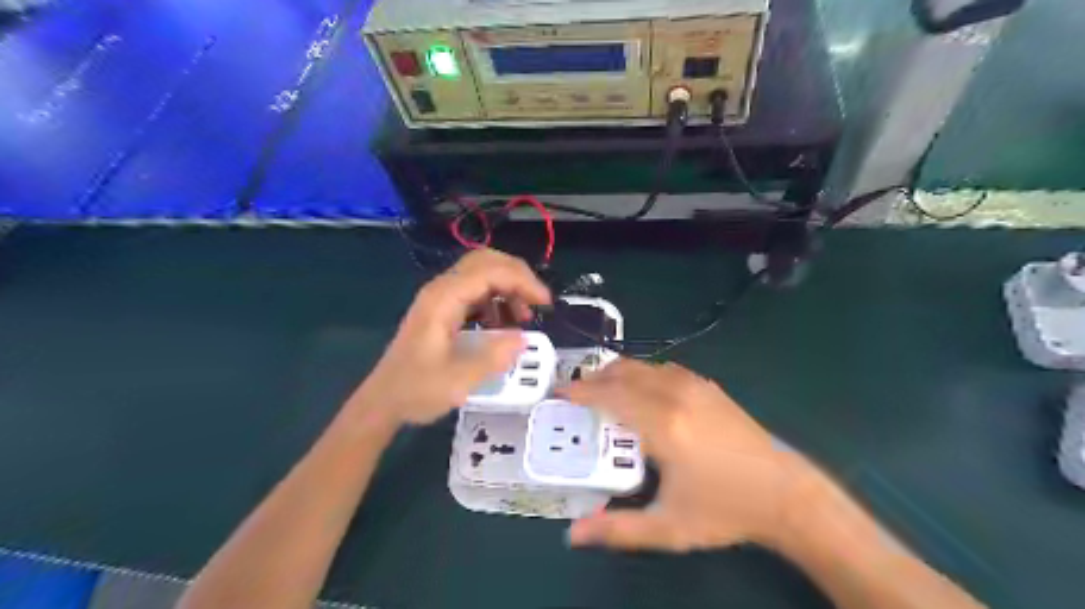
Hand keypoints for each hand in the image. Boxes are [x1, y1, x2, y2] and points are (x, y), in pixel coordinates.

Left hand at [358, 249, 550, 424]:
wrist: (383, 400)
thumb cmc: (416, 390)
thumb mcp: (458, 381)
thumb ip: (493, 358)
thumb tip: (523, 338)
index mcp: (443, 299)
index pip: (490, 271)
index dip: (522, 281)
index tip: (545, 302)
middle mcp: (442, 290)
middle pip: (486, 261)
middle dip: (518, 276)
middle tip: (538, 301)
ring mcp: (441, 297)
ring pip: (482, 273)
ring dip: (509, 287)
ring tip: (523, 316)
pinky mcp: (443, 309)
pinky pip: (476, 290)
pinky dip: (497, 299)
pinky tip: (504, 323)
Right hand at [559, 362, 813, 551]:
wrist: (785, 493)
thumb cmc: (724, 510)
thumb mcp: (668, 527)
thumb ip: (618, 529)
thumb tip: (573, 535)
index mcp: (663, 426)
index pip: (609, 397)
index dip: (580, 392)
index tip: (558, 393)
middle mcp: (675, 395)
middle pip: (623, 373)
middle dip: (594, 378)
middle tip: (575, 393)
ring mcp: (695, 386)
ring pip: (643, 366)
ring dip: (617, 373)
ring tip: (602, 390)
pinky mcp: (708, 386)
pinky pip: (663, 368)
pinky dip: (641, 373)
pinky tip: (640, 390)